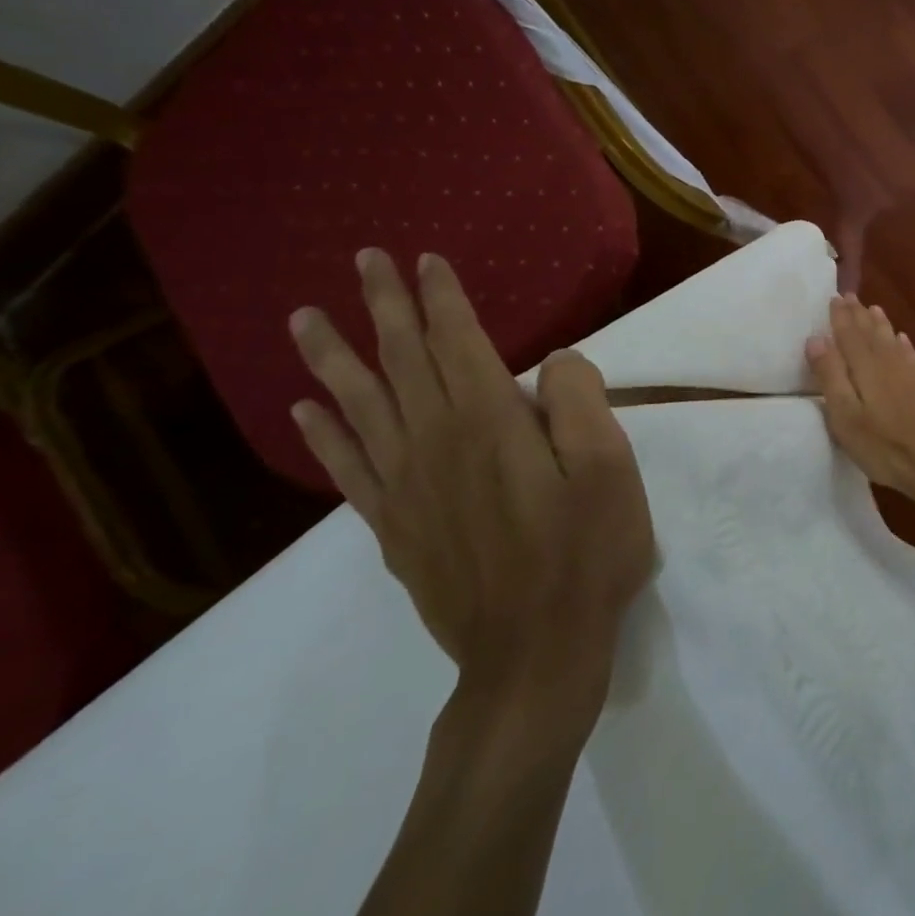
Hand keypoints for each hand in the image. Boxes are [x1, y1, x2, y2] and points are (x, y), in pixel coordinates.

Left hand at [288, 249, 654, 700]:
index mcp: (491, 423)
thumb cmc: (586, 554)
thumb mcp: (610, 469)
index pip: (458, 343)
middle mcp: (436, 443)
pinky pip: (348, 468)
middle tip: (362, 261)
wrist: (534, 654)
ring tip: (304, 319)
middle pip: (403, 361)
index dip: (442, 299)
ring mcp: (406, 487)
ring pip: (361, 406)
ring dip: (333, 358)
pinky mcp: (395, 527)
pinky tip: (305, 410)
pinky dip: (323, 435)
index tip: (424, 261)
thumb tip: (553, 361)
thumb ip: (579, 402)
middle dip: (383, 307)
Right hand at [805, 294, 914, 501]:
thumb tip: (816, 338)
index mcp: (866, 368)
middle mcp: (888, 364)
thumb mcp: (846, 417)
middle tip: (850, 295)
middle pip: (871, 333)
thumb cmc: (884, 446)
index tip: (834, 297)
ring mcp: (910, 375)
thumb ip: (831, 376)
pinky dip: (903, 344)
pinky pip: (910, 356)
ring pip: (891, 340)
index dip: (840, 317)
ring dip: (880, 324)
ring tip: (873, 308)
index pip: (849, 335)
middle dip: (858, 315)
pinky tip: (902, 339)